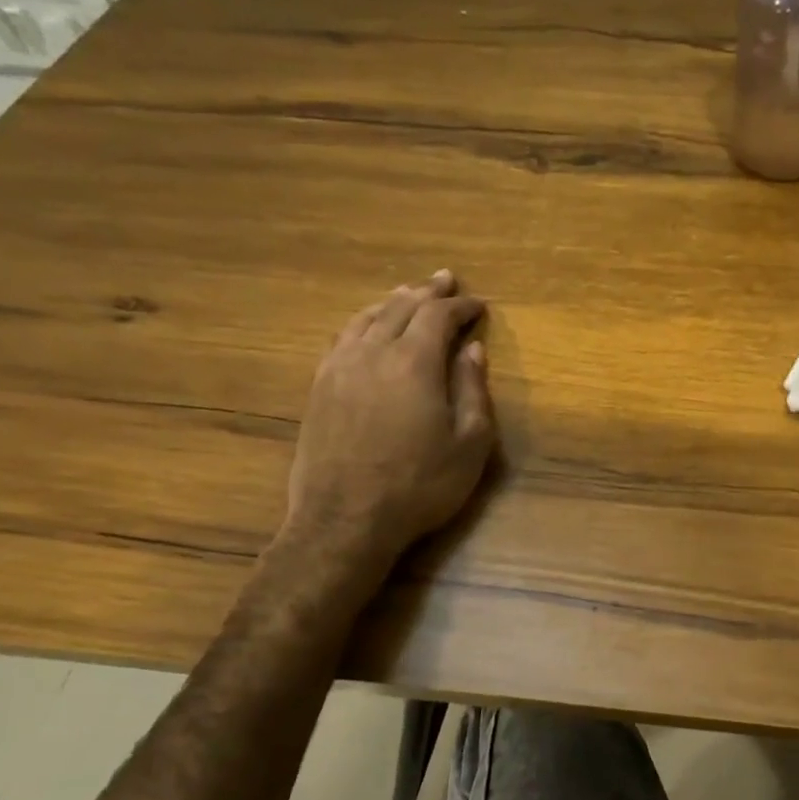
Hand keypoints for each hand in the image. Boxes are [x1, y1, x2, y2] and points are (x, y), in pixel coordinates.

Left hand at [284, 270, 494, 557]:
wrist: (345, 519)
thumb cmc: (420, 485)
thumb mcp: (469, 445)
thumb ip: (472, 391)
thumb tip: (472, 350)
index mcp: (414, 363)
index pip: (438, 316)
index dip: (460, 306)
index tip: (478, 303)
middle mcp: (373, 353)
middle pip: (400, 308)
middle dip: (426, 292)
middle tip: (444, 280)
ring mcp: (339, 368)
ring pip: (366, 318)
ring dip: (391, 302)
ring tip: (407, 294)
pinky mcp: (319, 388)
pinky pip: (341, 338)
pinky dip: (361, 323)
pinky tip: (366, 327)